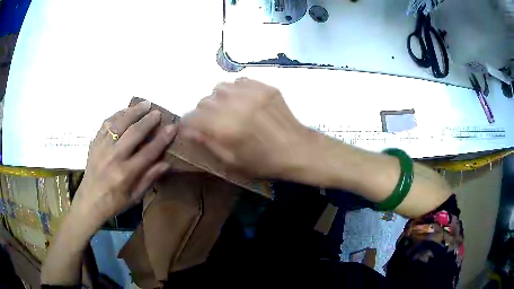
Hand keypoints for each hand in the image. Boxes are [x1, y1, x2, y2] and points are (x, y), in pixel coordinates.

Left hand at [72, 100, 176, 226]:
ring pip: (119, 123)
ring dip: (133, 112)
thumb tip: (167, 163)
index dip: (162, 139)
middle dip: (148, 120)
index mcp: (125, 174)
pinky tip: (126, 111)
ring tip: (145, 104)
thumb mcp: (135, 197)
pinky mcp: (94, 143)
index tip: (172, 127)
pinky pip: (106, 123)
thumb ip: (149, 178)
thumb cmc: (114, 202)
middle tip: (158, 112)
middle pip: (134, 133)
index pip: (148, 152)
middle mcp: (113, 157)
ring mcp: (102, 148)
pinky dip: (117, 114)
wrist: (89, 201)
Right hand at [181, 78, 308, 177]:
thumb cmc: (264, 162)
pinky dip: (235, 91)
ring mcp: (251, 93)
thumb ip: (207, 143)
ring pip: (220, 87)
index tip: (192, 129)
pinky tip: (244, 102)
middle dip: (203, 113)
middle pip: (203, 101)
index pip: (192, 117)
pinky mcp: (265, 87)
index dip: (188, 124)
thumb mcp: (232, 161)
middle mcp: (234, 105)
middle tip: (214, 123)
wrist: (297, 150)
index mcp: (225, 128)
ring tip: (229, 110)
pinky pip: (239, 81)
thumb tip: (187, 130)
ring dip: (218, 99)